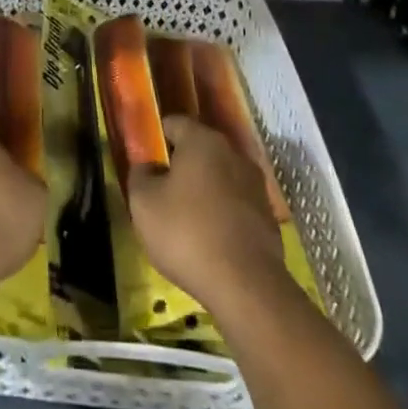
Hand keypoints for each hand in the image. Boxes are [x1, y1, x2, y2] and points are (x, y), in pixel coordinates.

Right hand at [127, 116, 287, 315]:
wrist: (246, 286)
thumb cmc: (187, 233)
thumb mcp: (143, 203)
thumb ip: (139, 175)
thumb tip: (146, 166)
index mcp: (202, 140)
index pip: (174, 123)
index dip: (156, 138)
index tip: (146, 160)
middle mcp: (233, 153)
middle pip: (200, 149)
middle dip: (181, 164)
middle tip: (161, 190)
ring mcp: (255, 184)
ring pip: (220, 176)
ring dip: (204, 189)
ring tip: (186, 217)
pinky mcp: (268, 215)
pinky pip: (236, 203)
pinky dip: (222, 212)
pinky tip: (210, 237)